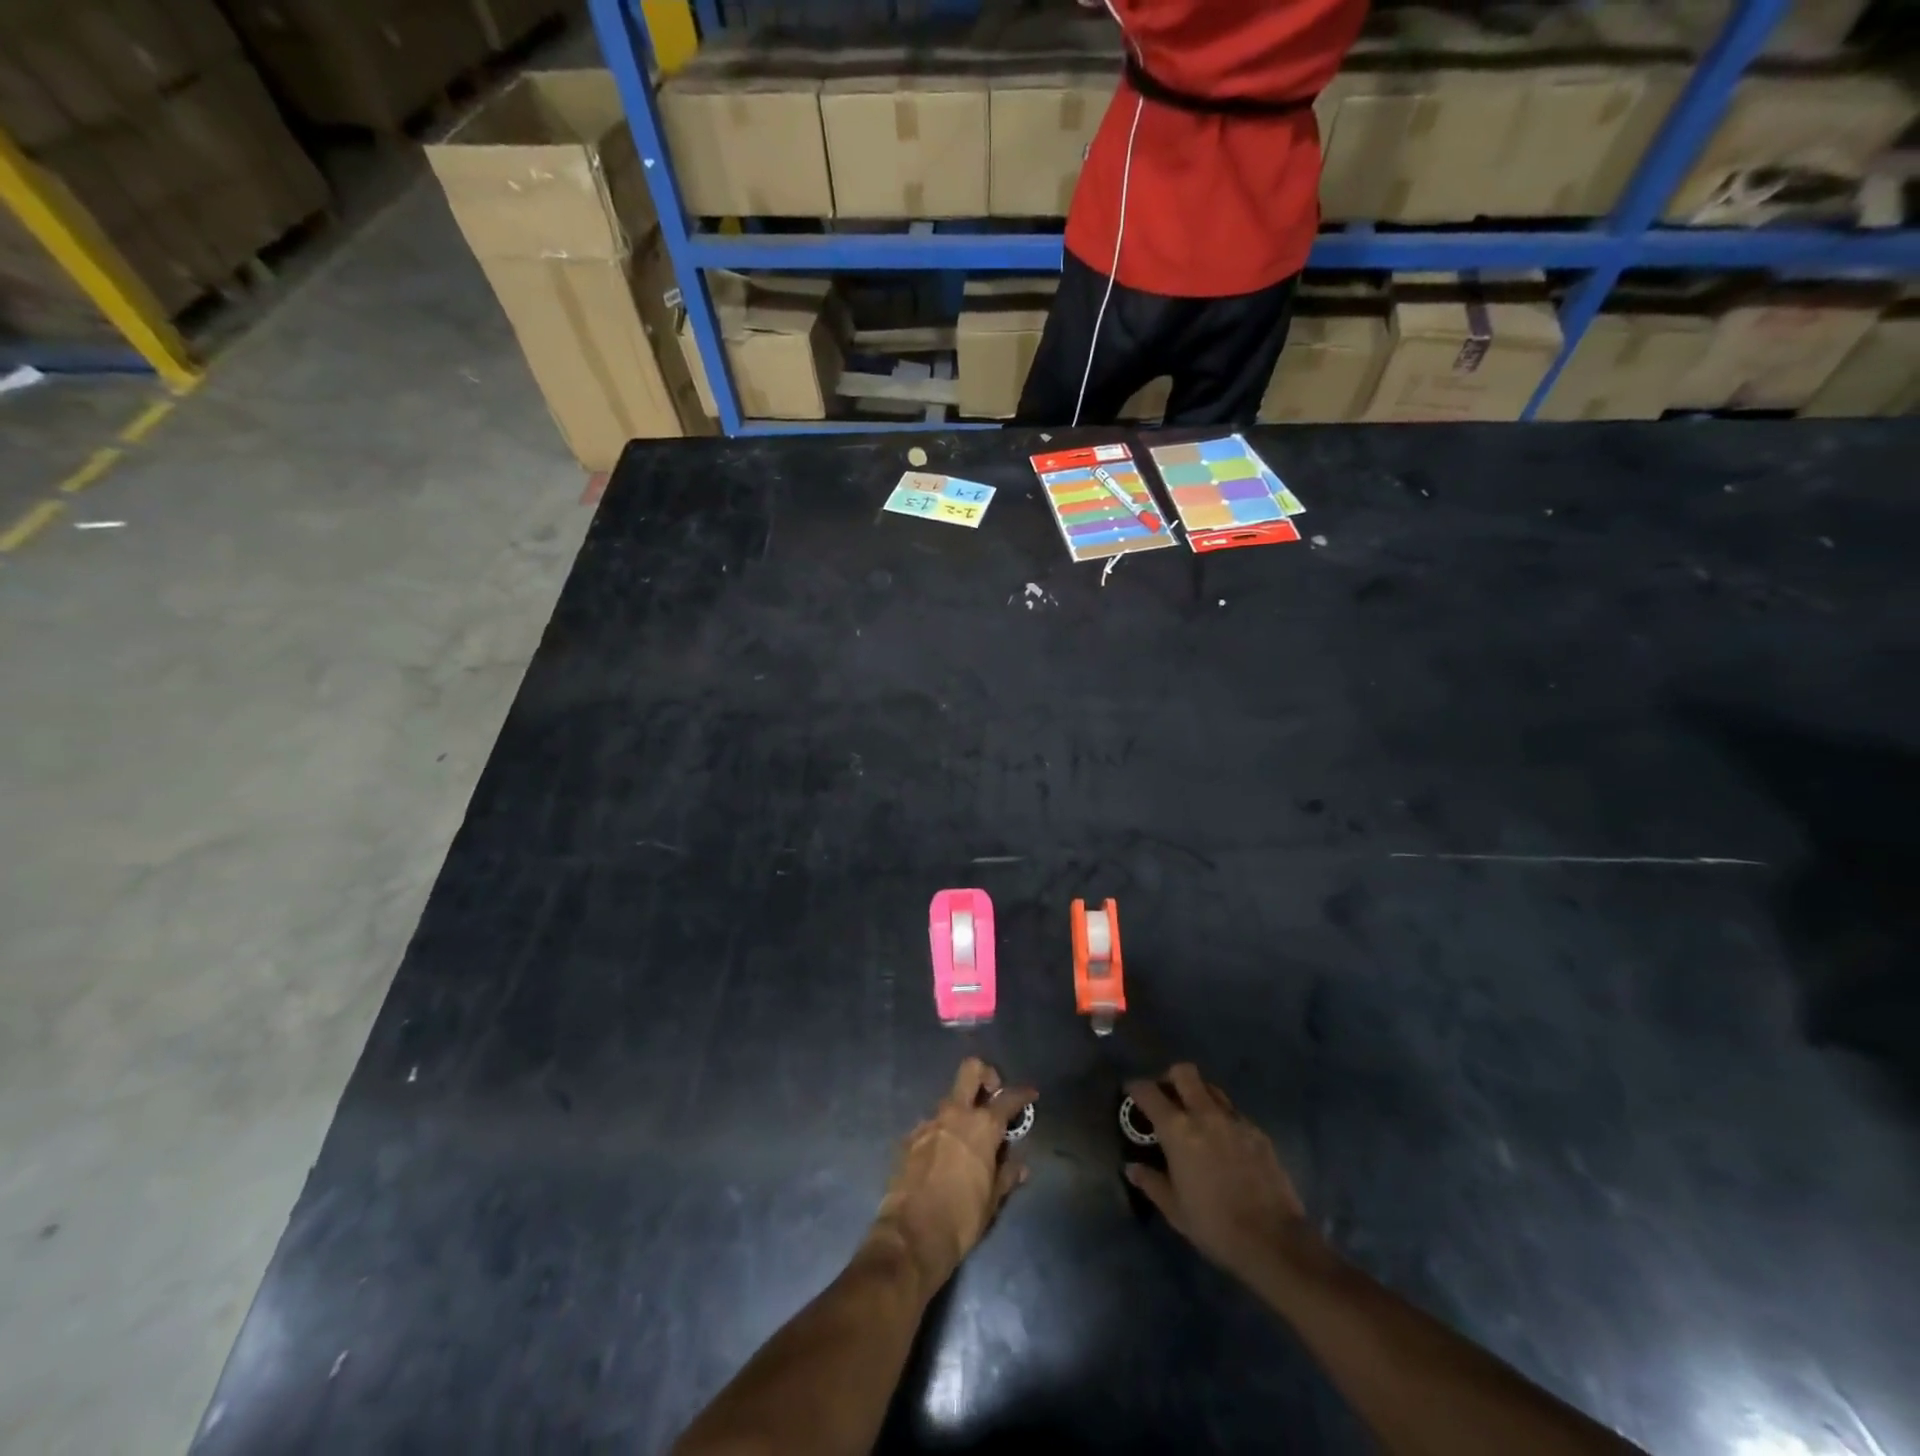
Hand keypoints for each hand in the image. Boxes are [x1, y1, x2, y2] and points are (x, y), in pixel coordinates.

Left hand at [871, 1059, 1036, 1294]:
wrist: (911, 1236)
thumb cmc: (961, 1218)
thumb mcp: (993, 1200)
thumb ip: (1007, 1174)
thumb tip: (1020, 1165)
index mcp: (982, 1127)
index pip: (1008, 1099)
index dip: (1022, 1094)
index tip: (1030, 1094)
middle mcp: (955, 1114)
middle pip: (971, 1070)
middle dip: (985, 1074)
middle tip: (992, 1094)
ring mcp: (929, 1123)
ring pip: (949, 1100)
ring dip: (961, 1111)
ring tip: (967, 1140)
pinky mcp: (909, 1137)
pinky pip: (931, 1126)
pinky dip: (941, 1133)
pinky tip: (943, 1158)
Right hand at [1124, 1064, 1315, 1281]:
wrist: (1274, 1241)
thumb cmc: (1214, 1226)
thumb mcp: (1174, 1210)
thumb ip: (1151, 1182)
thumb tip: (1132, 1168)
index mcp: (1178, 1130)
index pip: (1149, 1092)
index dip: (1135, 1088)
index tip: (1130, 1092)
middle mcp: (1205, 1114)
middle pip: (1184, 1073)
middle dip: (1170, 1078)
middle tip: (1166, 1097)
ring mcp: (1235, 1120)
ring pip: (1211, 1088)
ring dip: (1198, 1094)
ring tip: (1195, 1116)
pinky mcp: (1258, 1133)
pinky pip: (1234, 1112)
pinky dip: (1222, 1117)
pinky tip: (1224, 1141)